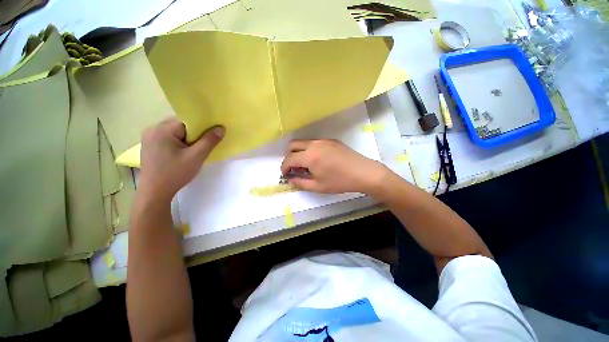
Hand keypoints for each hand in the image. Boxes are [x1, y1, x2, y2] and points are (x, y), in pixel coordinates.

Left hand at [138, 118, 224, 202]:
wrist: (155, 193)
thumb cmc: (175, 173)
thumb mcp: (196, 157)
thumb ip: (209, 141)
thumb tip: (221, 128)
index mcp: (161, 129)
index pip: (186, 121)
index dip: (201, 127)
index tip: (211, 135)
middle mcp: (153, 129)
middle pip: (180, 125)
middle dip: (194, 134)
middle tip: (204, 145)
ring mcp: (149, 137)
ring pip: (176, 132)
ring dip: (188, 139)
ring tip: (195, 150)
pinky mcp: (150, 145)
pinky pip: (169, 138)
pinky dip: (180, 142)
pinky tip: (184, 153)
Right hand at [281, 139, 387, 193]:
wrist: (363, 172)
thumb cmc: (340, 182)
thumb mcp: (318, 186)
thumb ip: (300, 183)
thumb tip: (290, 179)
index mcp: (309, 156)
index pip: (289, 159)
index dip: (284, 167)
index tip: (285, 174)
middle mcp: (314, 144)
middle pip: (293, 145)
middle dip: (289, 156)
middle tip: (294, 168)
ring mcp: (323, 140)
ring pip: (303, 142)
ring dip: (299, 152)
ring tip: (306, 165)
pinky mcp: (331, 140)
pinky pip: (314, 142)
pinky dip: (310, 149)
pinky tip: (318, 160)